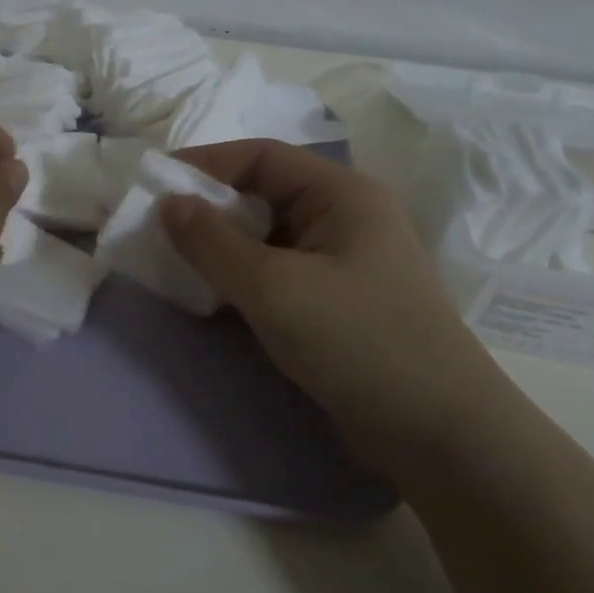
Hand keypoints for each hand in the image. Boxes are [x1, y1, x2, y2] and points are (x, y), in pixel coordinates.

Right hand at [162, 139, 512, 481]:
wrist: (440, 436)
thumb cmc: (357, 342)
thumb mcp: (273, 287)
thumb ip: (212, 242)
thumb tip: (167, 204)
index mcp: (342, 194)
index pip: (261, 156)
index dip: (204, 163)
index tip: (153, 185)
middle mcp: (345, 218)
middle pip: (263, 194)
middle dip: (208, 207)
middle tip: (157, 229)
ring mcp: (343, 262)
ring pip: (267, 237)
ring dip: (221, 246)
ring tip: (174, 262)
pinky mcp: (337, 303)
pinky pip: (277, 272)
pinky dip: (241, 276)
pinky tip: (211, 295)